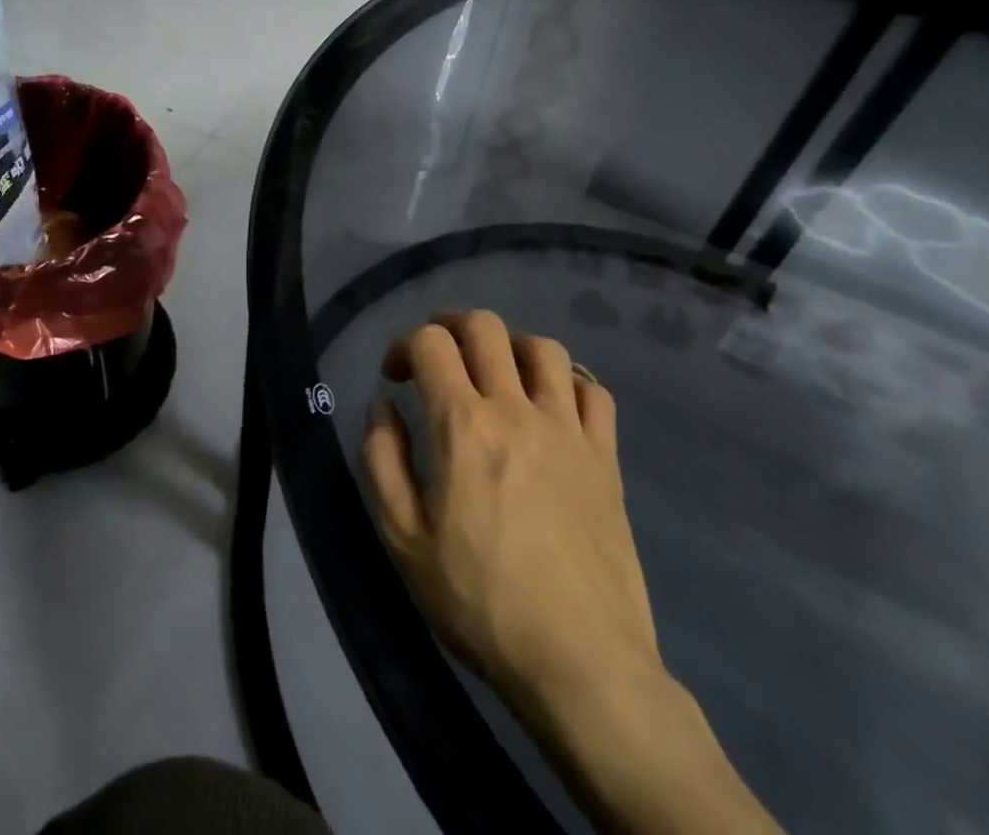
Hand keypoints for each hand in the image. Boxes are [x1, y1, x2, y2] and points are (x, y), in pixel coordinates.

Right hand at [362, 310, 666, 727]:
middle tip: (438, 353)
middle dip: (451, 325)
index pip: (430, 343)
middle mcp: (517, 410)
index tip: (394, 378)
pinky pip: (593, 390)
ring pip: (543, 348)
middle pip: (485, 326)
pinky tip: (551, 403)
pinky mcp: (606, 458)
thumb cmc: (480, 603)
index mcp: (463, 425)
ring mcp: (568, 431)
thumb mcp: (403, 540)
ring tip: (495, 372)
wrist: (581, 664)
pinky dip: (567, 380)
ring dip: (510, 345)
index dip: (402, 345)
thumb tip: (382, 406)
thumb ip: (382, 460)